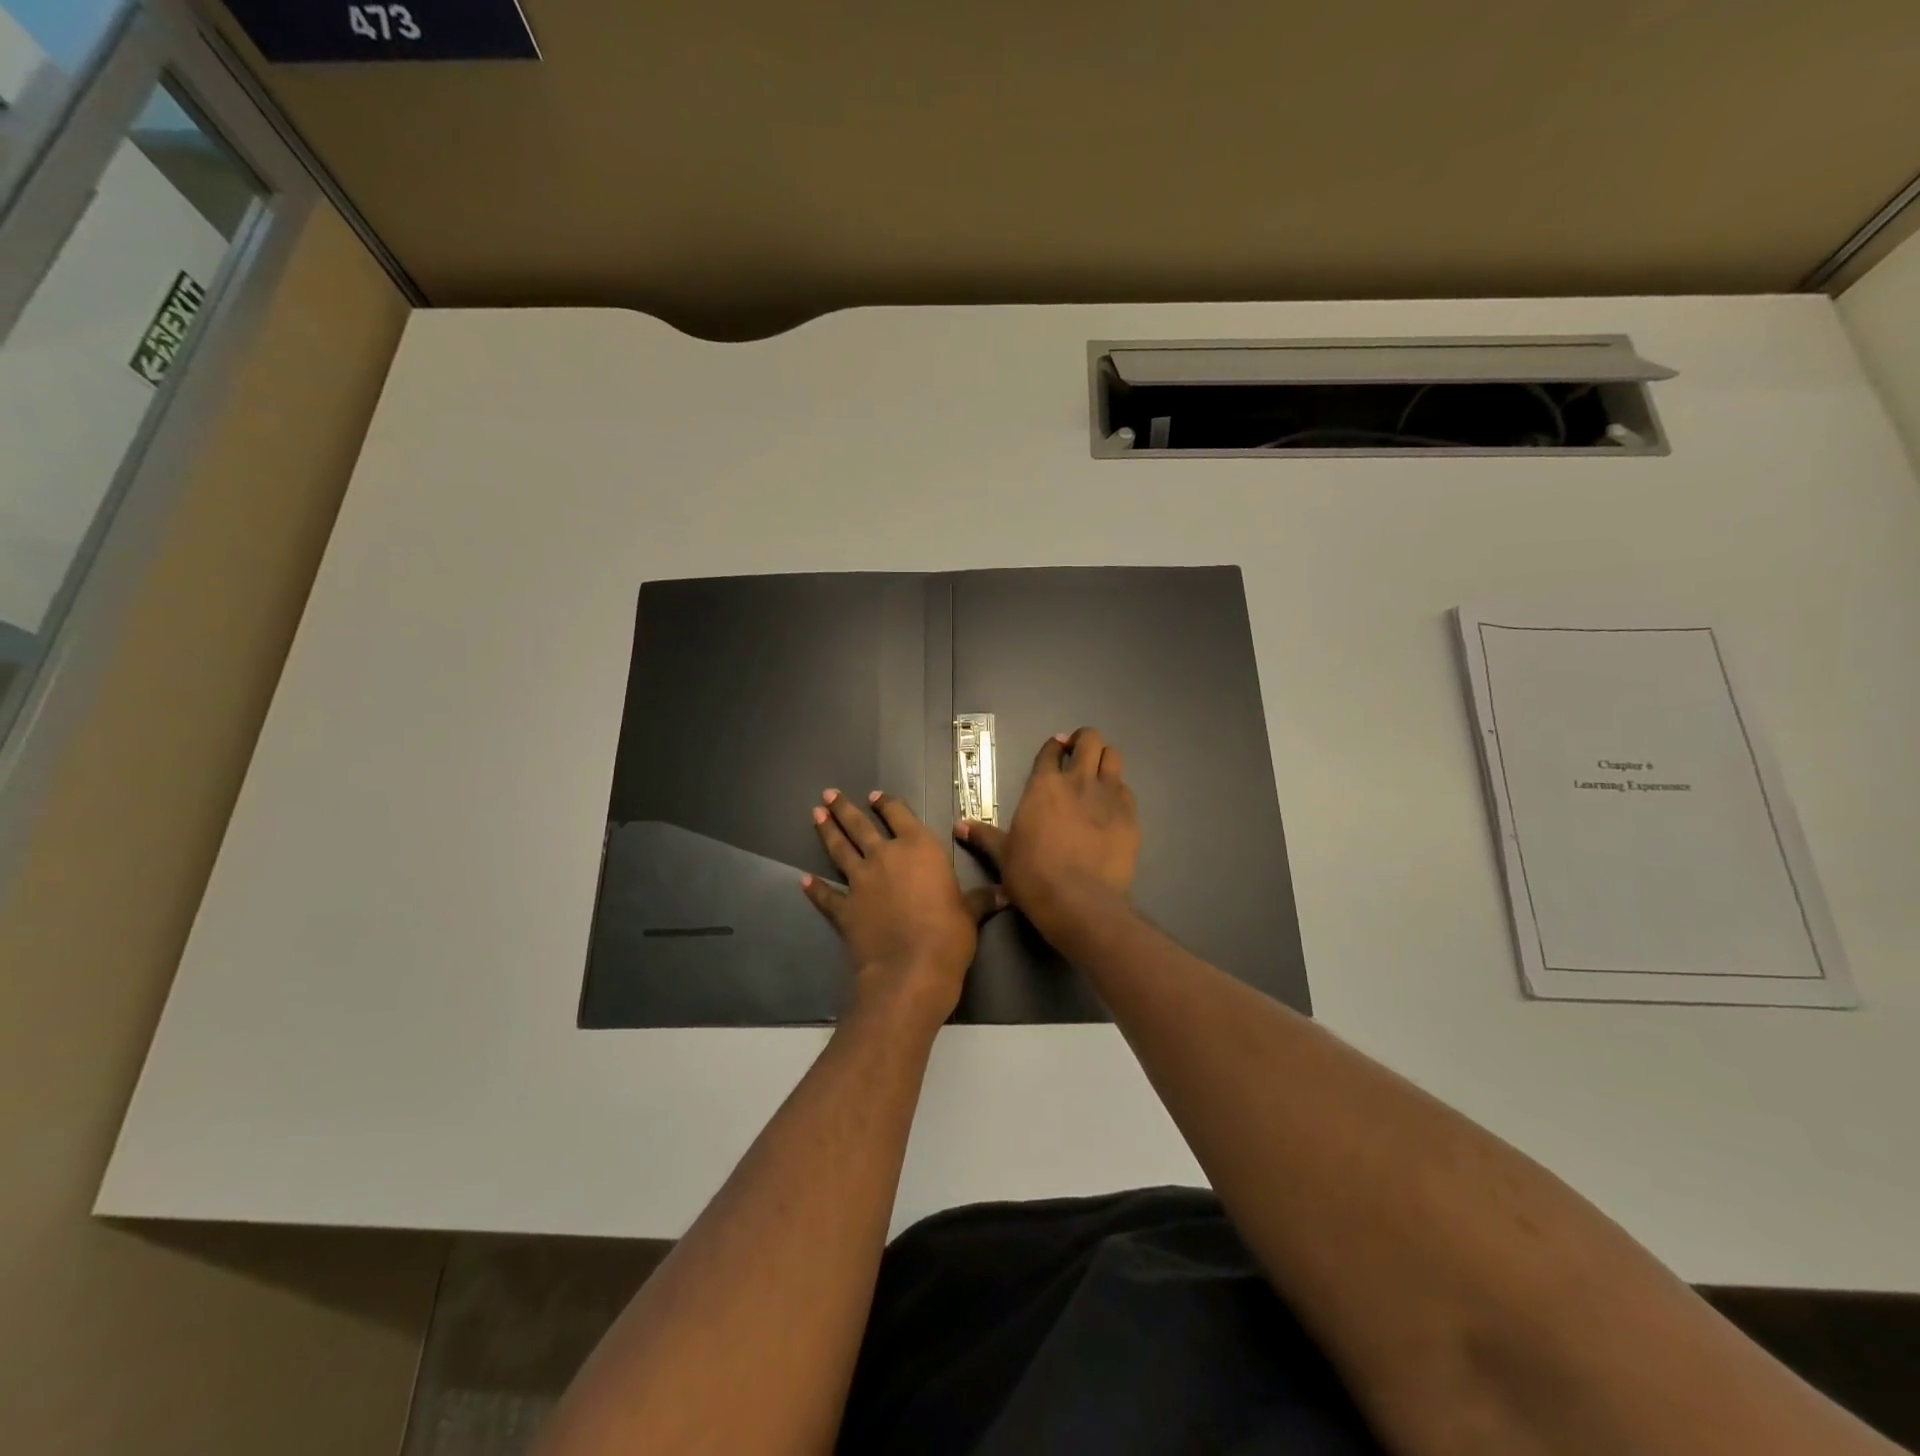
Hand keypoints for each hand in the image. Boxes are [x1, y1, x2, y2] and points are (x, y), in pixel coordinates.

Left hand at [801, 788, 1004, 1028]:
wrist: (911, 969)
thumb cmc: (949, 934)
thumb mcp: (971, 912)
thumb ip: (982, 898)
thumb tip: (1006, 893)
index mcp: (919, 848)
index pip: (899, 815)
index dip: (887, 804)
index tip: (875, 796)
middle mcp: (885, 856)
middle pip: (861, 825)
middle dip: (845, 809)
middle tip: (830, 794)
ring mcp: (860, 881)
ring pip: (839, 849)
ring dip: (827, 831)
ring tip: (815, 815)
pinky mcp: (844, 908)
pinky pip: (825, 895)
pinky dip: (814, 888)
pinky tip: (803, 880)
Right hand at [957, 727, 1139, 943]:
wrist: (1079, 901)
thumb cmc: (1033, 875)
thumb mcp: (1003, 855)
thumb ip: (984, 835)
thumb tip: (958, 825)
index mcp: (1043, 785)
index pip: (1051, 750)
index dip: (1054, 746)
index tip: (1056, 749)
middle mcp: (1078, 781)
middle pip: (1090, 740)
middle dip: (1084, 741)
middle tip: (1078, 754)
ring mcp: (1108, 795)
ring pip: (1113, 756)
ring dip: (1104, 759)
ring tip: (1098, 773)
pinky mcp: (1130, 815)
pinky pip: (1127, 789)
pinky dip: (1118, 790)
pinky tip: (1112, 805)